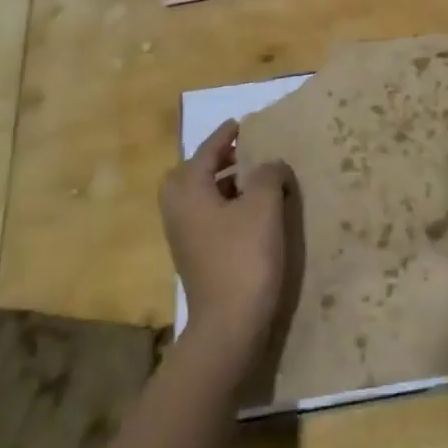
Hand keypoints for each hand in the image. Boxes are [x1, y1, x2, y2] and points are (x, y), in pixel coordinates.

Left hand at [161, 120, 294, 369]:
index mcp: (189, 191)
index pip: (205, 152)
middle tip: (242, 153)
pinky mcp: (195, 257)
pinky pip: (205, 217)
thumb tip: (269, 164)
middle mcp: (178, 210)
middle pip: (192, 174)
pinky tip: (250, 213)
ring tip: (253, 179)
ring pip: (198, 197)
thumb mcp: (263, 206)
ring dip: (221, 183)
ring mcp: (183, 237)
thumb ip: (267, 174)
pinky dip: (223, 205)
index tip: (240, 123)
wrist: (229, 325)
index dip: (224, 136)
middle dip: (215, 160)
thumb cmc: (244, 257)